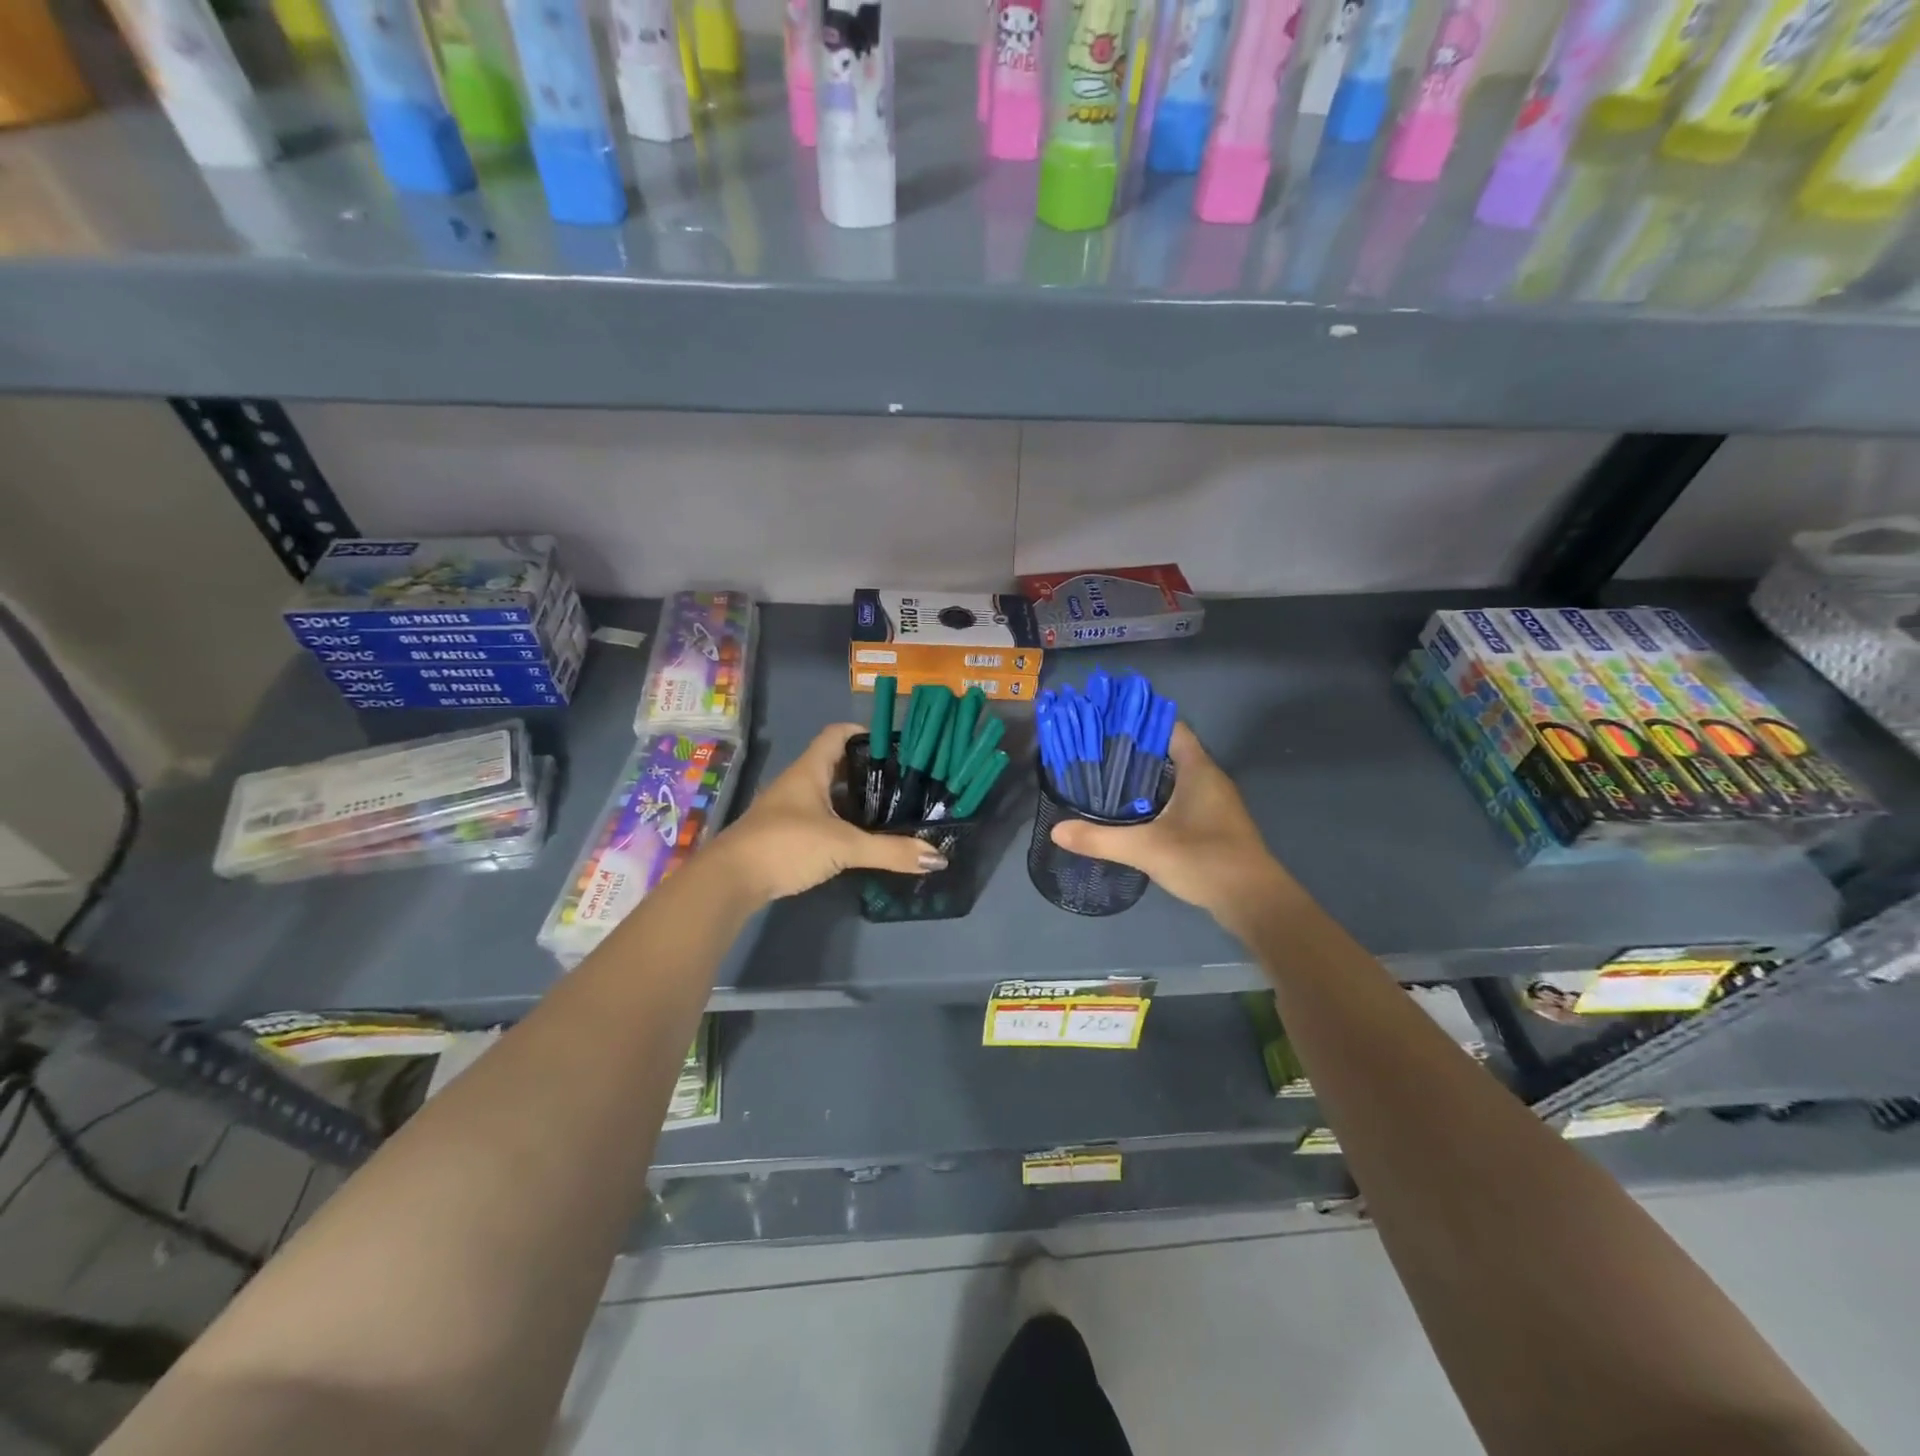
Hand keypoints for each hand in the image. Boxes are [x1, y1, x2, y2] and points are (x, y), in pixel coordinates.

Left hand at [713, 724, 946, 902]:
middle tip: (902, 780)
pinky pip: (820, 818)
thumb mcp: (844, 845)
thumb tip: (938, 859)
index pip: (838, 734)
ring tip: (890, 808)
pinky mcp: (785, 835)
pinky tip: (861, 838)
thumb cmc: (786, 845)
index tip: (896, 745)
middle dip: (867, 769)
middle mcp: (798, 783)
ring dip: (855, 799)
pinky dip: (842, 822)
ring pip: (828, 794)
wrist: (730, 881)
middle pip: (836, 764)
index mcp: (810, 770)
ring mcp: (789, 810)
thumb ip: (891, 851)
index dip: (864, 732)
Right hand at [1049, 722, 1294, 934]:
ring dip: (1144, 777)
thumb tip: (1056, 830)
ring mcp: (1213, 804)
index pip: (1170, 728)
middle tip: (1094, 753)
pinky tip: (1131, 813)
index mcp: (1198, 770)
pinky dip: (1156, 800)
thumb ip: (1100, 838)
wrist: (1254, 902)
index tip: (1106, 723)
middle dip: (1134, 751)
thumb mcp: (1146, 848)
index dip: (1140, 722)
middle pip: (1169, 752)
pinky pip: (1180, 800)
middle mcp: (1208, 780)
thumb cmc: (1205, 860)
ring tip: (1105, 779)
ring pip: (1174, 778)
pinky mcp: (1212, 826)